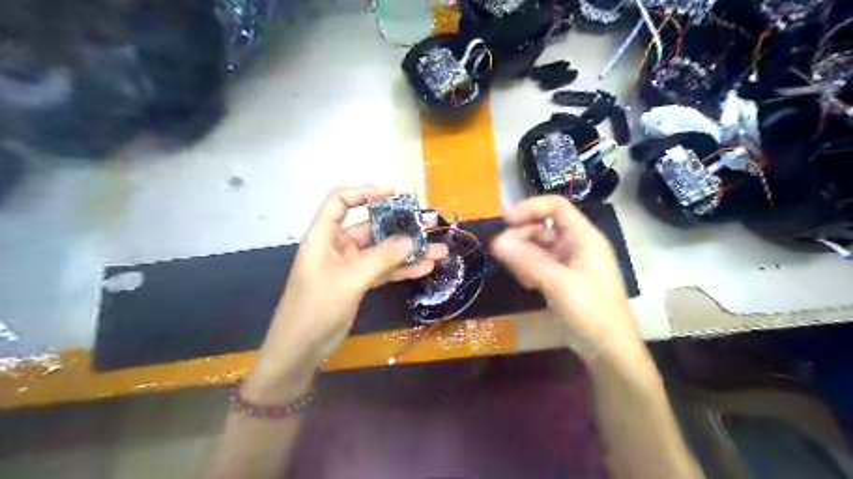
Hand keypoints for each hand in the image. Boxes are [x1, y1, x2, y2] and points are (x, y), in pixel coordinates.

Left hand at [246, 187, 448, 398]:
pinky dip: (402, 269)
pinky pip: (383, 270)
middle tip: (428, 224)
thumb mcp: (350, 280)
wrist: (301, 349)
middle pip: (370, 227)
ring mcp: (349, 265)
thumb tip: (411, 241)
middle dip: (400, 226)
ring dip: (408, 251)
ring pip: (382, 251)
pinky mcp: (358, 283)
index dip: (366, 192)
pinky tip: (425, 268)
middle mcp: (337, 246)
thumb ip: (381, 259)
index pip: (341, 201)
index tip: (395, 195)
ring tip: (438, 250)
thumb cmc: (316, 308)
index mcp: (324, 236)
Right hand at [486, 194, 639, 362]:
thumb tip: (496, 242)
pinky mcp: (564, 281)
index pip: (557, 207)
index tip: (504, 218)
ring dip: (523, 252)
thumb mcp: (558, 283)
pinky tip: (524, 283)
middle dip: (522, 234)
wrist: (609, 351)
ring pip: (540, 247)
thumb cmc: (591, 311)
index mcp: (585, 238)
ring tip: (511, 268)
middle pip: (545, 226)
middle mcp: (578, 246)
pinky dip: (529, 268)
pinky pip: (541, 265)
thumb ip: (527, 261)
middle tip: (500, 250)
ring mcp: (570, 264)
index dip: (530, 207)